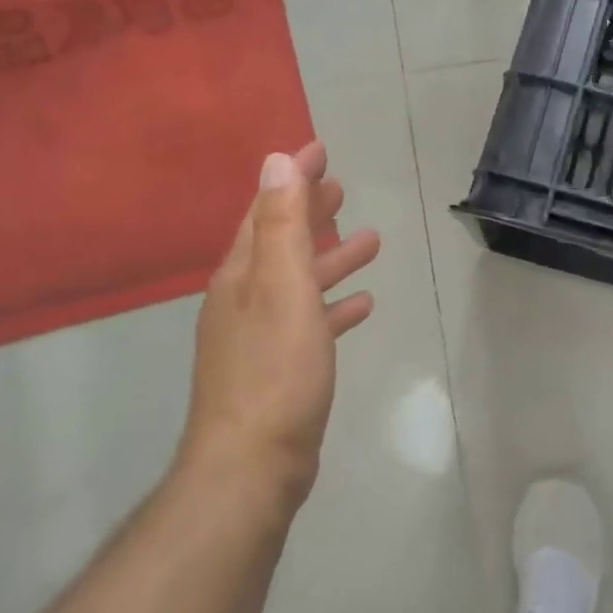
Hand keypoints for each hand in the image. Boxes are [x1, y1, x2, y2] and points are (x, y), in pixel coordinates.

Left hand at [177, 141, 380, 506]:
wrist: (252, 465)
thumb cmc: (275, 372)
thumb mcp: (282, 289)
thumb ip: (282, 226)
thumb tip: (274, 162)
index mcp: (242, 275)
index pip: (267, 209)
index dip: (292, 177)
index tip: (319, 147)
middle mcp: (244, 298)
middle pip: (280, 241)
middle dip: (310, 211)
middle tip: (341, 186)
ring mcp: (260, 335)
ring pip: (299, 281)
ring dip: (330, 257)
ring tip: (370, 240)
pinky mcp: (280, 368)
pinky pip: (310, 321)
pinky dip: (334, 306)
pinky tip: (362, 304)